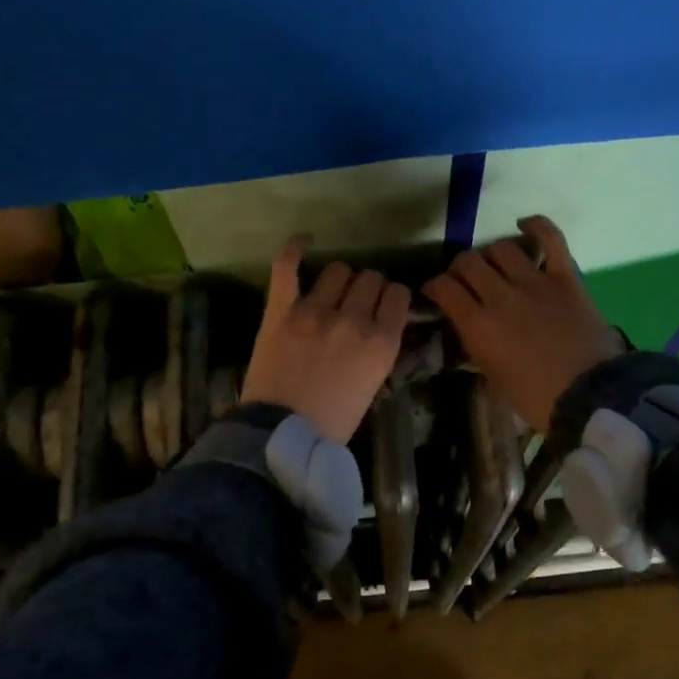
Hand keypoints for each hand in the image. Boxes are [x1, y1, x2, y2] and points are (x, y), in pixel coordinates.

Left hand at [240, 237, 412, 442]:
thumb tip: (379, 325)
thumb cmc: (332, 422)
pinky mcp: (281, 310)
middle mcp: (353, 320)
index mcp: (381, 343)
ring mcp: (315, 311)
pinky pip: (287, 265)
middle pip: (369, 278)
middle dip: (366, 288)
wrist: (280, 437)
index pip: (398, 294)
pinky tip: (304, 241)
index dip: (391, 297)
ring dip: (339, 279)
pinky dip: (294, 248)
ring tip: (331, 292)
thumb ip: (379, 349)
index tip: (383, 305)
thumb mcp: (373, 386)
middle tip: (355, 304)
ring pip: (338, 269)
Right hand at [423, 215, 621, 433]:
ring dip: (492, 254)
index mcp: (478, 326)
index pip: (444, 288)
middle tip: (465, 280)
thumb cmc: (537, 399)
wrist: (591, 397)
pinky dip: (537, 226)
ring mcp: (534, 282)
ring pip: (501, 248)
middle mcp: (500, 296)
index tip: (435, 292)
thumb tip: (471, 329)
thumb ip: (478, 346)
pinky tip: (524, 224)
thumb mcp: (494, 377)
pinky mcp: (565, 278)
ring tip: (495, 265)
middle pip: (468, 262)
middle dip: (460, 268)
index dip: (434, 286)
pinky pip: (551, 239)